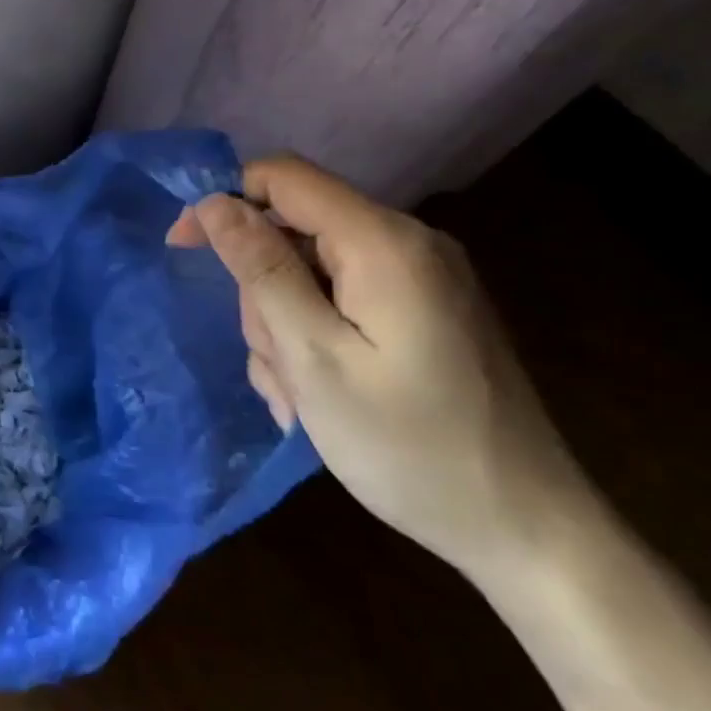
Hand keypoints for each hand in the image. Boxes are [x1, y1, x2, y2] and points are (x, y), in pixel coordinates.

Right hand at [167, 156, 590, 582]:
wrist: (526, 532)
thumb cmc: (409, 447)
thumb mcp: (314, 358)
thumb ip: (261, 270)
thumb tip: (214, 202)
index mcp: (384, 243)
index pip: (282, 178)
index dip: (224, 201)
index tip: (183, 248)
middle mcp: (407, 243)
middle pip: (293, 231)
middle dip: (263, 291)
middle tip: (277, 364)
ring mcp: (420, 278)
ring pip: (309, 271)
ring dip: (285, 326)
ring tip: (301, 394)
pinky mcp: (423, 311)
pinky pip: (341, 299)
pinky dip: (315, 337)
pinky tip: (322, 395)